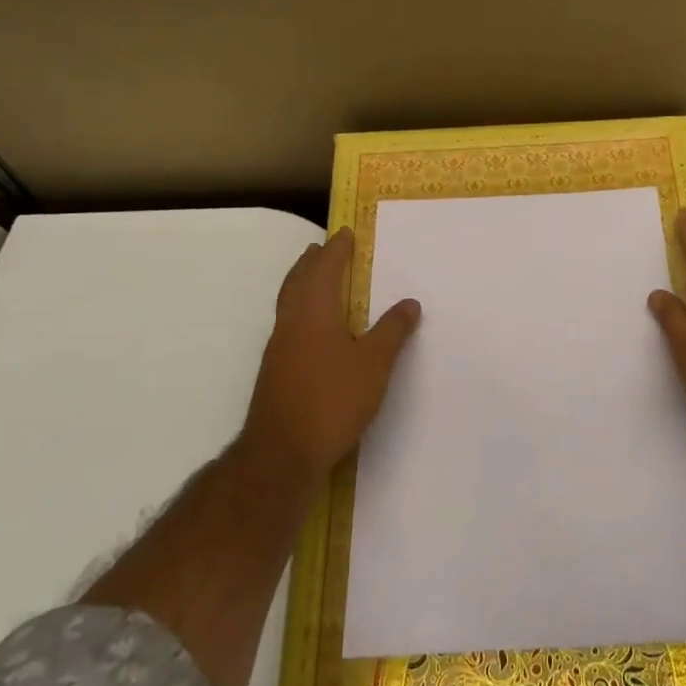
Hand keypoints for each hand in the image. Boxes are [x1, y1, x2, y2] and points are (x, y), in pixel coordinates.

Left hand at [238, 228, 420, 482]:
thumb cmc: (332, 400)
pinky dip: (301, 307)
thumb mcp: (374, 364)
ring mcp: (279, 346)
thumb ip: (392, 331)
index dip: (336, 249)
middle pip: (298, 279)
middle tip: (324, 247)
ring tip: (316, 276)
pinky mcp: (276, 368)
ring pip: (289, 300)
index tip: (345, 233)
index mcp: (314, 311)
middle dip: (312, 261)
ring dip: (302, 282)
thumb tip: (409, 302)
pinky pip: (289, 321)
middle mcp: (292, 321)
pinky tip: (313, 325)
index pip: (325, 268)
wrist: (282, 452)